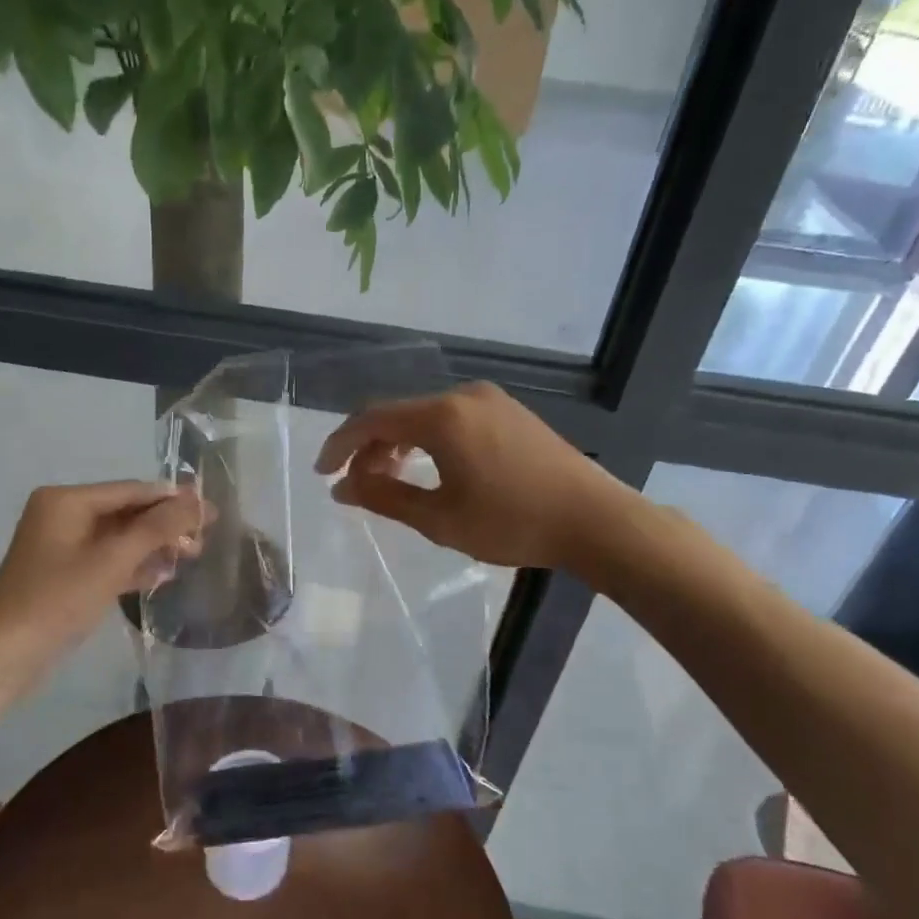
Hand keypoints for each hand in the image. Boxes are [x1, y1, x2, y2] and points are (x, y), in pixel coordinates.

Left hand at [0, 482, 206, 661]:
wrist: (6, 656)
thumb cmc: (58, 599)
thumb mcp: (113, 560)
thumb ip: (157, 527)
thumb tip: (197, 500)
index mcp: (66, 500)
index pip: (131, 490)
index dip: (173, 499)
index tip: (210, 509)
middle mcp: (62, 514)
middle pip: (126, 512)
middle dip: (165, 526)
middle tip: (203, 539)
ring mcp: (62, 545)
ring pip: (119, 538)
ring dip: (154, 546)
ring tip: (192, 556)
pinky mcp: (66, 574)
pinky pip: (107, 559)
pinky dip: (133, 565)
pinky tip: (163, 576)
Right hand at [314, 382, 624, 569]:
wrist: (594, 519)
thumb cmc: (512, 522)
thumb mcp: (440, 519)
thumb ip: (384, 498)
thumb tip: (342, 489)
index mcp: (442, 417)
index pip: (373, 420)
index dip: (341, 445)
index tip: (323, 474)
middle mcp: (463, 396)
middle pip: (398, 414)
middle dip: (369, 447)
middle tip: (357, 485)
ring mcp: (490, 400)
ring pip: (425, 415)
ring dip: (399, 444)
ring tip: (389, 479)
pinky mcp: (509, 411)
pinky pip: (452, 418)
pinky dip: (428, 440)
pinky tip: (430, 467)